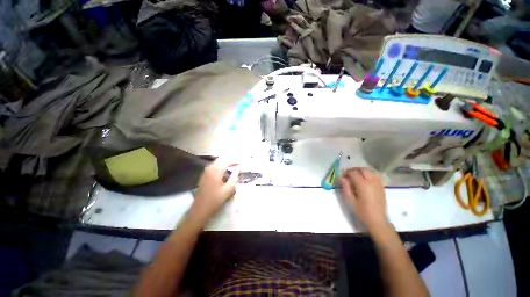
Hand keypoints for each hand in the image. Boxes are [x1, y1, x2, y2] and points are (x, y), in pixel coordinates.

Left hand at [190, 160, 238, 221]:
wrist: (199, 210)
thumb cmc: (215, 200)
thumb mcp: (228, 191)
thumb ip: (234, 179)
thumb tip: (237, 171)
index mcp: (216, 172)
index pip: (226, 161)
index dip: (233, 161)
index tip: (239, 163)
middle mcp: (209, 170)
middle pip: (220, 160)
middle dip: (228, 161)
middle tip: (236, 165)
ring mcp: (205, 173)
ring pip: (215, 163)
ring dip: (223, 164)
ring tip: (231, 168)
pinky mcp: (203, 177)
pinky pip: (212, 168)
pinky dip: (219, 167)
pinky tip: (223, 173)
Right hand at [339, 168, 387, 231]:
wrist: (377, 221)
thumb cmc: (362, 212)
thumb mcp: (350, 200)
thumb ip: (346, 187)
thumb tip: (341, 178)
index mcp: (363, 185)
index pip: (353, 173)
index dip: (346, 172)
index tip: (341, 175)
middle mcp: (372, 182)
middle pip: (362, 169)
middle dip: (354, 169)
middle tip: (347, 173)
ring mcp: (378, 184)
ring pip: (370, 171)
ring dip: (361, 170)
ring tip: (355, 174)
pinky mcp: (382, 187)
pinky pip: (375, 175)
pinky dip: (369, 173)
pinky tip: (364, 178)